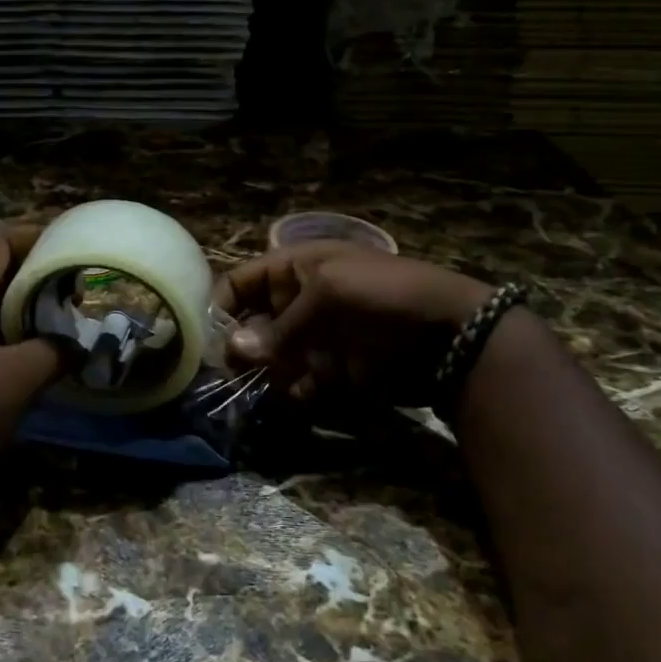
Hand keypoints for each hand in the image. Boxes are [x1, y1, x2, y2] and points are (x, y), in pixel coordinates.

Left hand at [0, 224, 66, 476]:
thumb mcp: (14, 378)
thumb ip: (53, 353)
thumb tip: (78, 346)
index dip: (35, 235)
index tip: (74, 247)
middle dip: (39, 276)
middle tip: (77, 296)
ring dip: (29, 312)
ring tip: (65, 329)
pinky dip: (16, 341)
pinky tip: (38, 366)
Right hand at [214, 241, 495, 400]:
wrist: (450, 333)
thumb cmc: (384, 296)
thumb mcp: (329, 296)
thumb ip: (280, 327)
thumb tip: (234, 350)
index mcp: (295, 268)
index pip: (241, 282)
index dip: (222, 306)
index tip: (210, 339)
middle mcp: (298, 302)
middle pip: (251, 324)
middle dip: (242, 347)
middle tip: (235, 371)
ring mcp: (316, 337)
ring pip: (271, 358)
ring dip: (266, 373)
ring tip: (273, 382)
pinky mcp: (332, 369)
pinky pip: (299, 381)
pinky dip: (295, 390)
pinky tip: (304, 393)